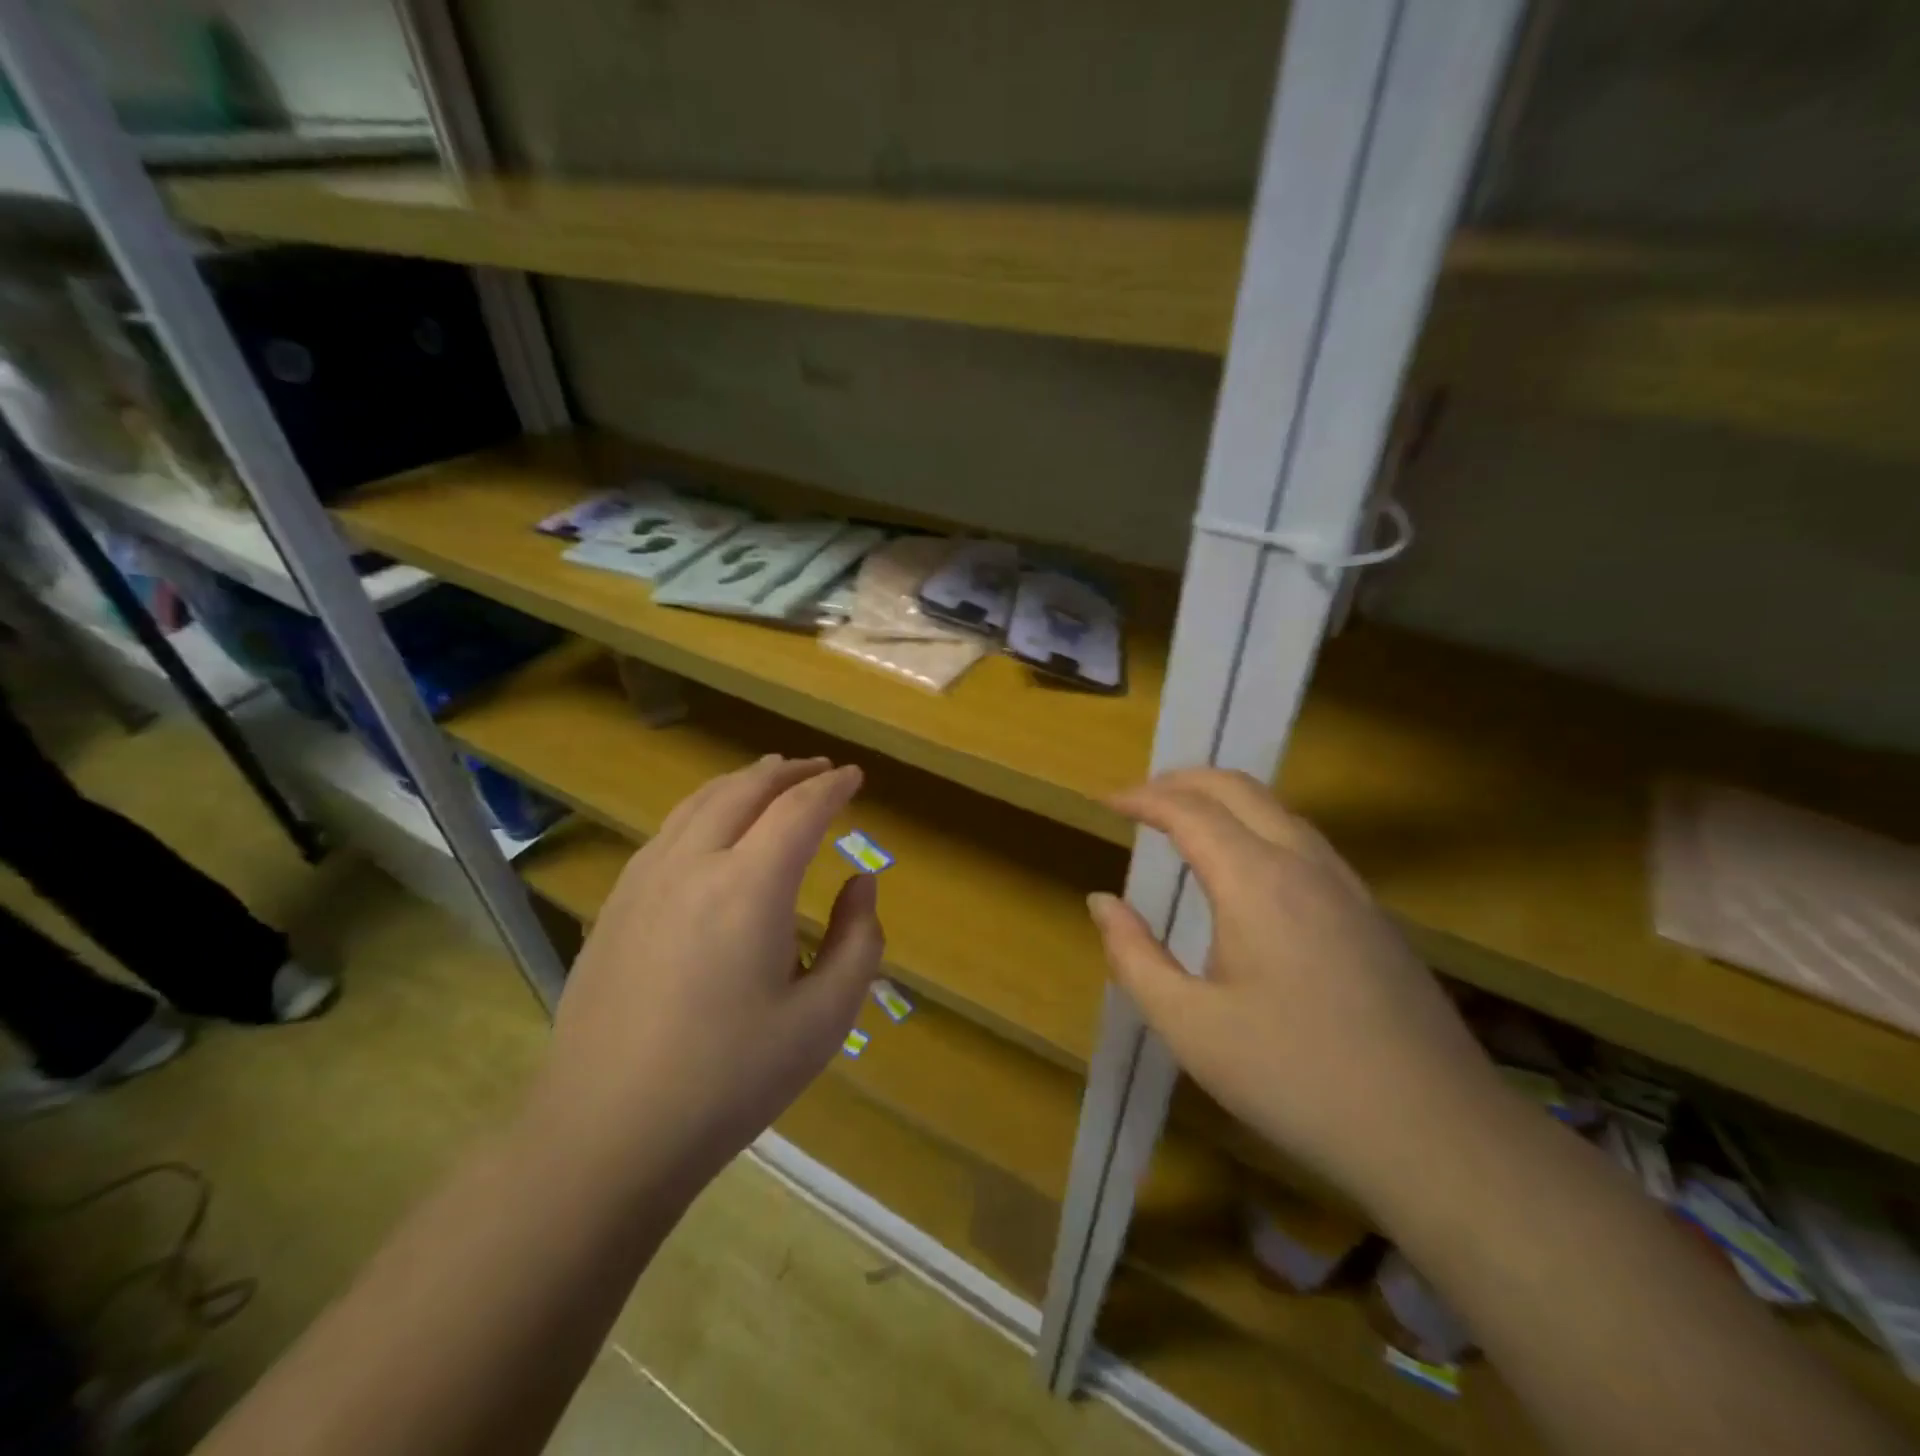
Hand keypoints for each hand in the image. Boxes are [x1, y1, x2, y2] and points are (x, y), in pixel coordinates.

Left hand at [532, 756, 884, 1190]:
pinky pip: (667, 832)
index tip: (855, 777)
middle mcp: (693, 864)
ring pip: (699, 803)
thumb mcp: (824, 1019)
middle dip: (789, 773)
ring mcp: (644, 880)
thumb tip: (861, 883)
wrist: (607, 1132)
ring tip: (770, 780)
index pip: (799, 810)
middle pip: (745, 790)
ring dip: (742, 783)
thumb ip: (859, 941)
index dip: (832, 787)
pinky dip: (704, 809)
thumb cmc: (730, 1080)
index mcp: (749, 887)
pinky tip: (711, 829)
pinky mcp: (615, 904)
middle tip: (819, 770)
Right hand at [1088, 768, 1502, 1208]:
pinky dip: (1259, 826)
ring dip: (1225, 800)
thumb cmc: (1296, 1079)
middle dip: (1183, 781)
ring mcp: (1348, 886)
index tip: (1107, 803)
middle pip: (1239, 789)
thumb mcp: (1191, 1028)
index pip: (1190, 811)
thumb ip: (1134, 957)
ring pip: (1279, 809)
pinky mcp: (1373, 914)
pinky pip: (1305, 841)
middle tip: (1141, 798)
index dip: (1143, 798)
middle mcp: (1305, 864)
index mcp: (1256, 882)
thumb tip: (1102, 902)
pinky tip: (1249, 870)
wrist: (1438, 1135)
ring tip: (1186, 822)